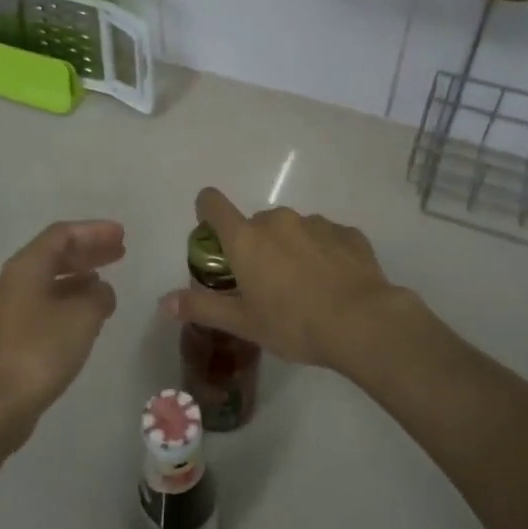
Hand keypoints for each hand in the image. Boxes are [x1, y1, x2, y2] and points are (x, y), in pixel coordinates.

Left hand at [0, 220, 124, 451]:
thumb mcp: (82, 317)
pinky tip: (84, 312)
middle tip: (119, 251)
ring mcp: (6, 310)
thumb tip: (100, 290)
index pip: (61, 235)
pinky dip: (67, 298)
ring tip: (105, 280)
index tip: (121, 234)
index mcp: (25, 268)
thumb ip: (99, 295)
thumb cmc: (39, 353)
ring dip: (78, 276)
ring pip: (47, 280)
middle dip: (87, 251)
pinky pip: (42, 302)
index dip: (94, 231)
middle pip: (53, 254)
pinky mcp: (7, 335)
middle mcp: (11, 282)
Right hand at [158, 188, 405, 372]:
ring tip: (304, 287)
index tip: (211, 234)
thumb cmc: (294, 324)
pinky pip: (326, 237)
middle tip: (265, 284)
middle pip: (255, 224)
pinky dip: (323, 253)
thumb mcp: (243, 323)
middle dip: (255, 247)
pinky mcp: (348, 233)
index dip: (207, 212)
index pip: (213, 204)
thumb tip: (163, 302)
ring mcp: (316, 223)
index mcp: (246, 238)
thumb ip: (201, 308)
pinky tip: (333, 283)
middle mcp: (279, 220)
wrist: (363, 322)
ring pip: (293, 229)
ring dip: (291, 249)